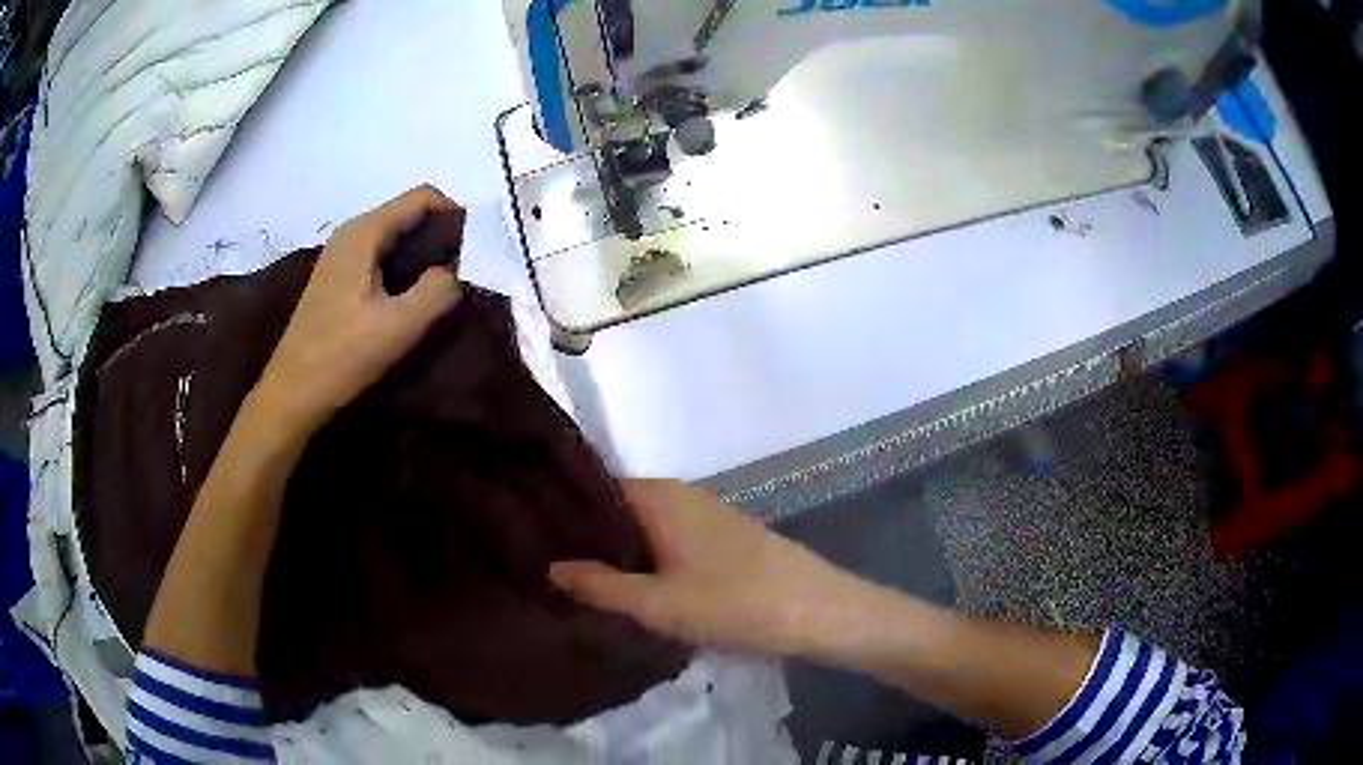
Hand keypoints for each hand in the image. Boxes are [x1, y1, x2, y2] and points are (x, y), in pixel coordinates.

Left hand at [254, 185, 462, 433]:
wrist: (293, 392)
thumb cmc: (341, 356)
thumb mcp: (398, 326)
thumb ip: (438, 290)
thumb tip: (458, 270)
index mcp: (364, 233)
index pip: (422, 198)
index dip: (453, 215)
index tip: (473, 250)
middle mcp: (351, 233)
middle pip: (408, 214)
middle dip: (439, 237)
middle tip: (462, 275)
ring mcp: (341, 255)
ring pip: (394, 237)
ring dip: (422, 256)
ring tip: (440, 290)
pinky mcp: (338, 277)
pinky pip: (380, 257)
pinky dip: (402, 269)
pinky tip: (408, 301)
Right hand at [549, 479, 863, 655]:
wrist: (816, 611)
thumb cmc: (733, 602)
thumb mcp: (657, 603)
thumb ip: (599, 585)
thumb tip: (550, 566)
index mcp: (659, 496)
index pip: (594, 486)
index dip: (561, 509)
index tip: (528, 534)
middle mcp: (680, 496)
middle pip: (617, 509)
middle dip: (585, 536)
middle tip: (544, 566)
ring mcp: (704, 518)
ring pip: (644, 529)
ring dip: (616, 552)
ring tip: (577, 581)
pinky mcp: (723, 542)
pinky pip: (669, 544)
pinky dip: (645, 562)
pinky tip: (632, 590)